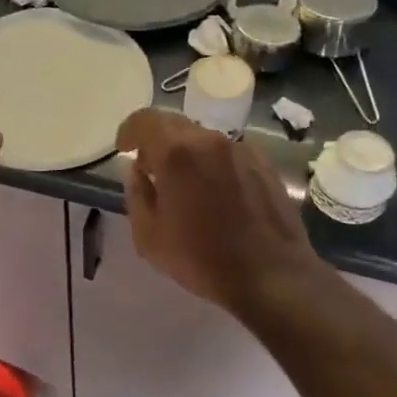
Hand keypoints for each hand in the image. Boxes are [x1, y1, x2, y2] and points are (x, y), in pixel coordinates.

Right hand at [115, 109, 326, 313]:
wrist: (272, 277)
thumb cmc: (203, 260)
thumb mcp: (149, 236)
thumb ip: (137, 194)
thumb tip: (138, 170)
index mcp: (177, 154)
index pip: (145, 120)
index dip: (129, 130)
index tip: (124, 148)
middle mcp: (210, 141)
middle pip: (175, 125)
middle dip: (157, 142)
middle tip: (151, 169)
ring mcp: (242, 149)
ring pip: (203, 138)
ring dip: (187, 153)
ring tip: (185, 185)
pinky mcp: (264, 163)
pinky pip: (228, 152)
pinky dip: (213, 163)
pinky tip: (216, 193)